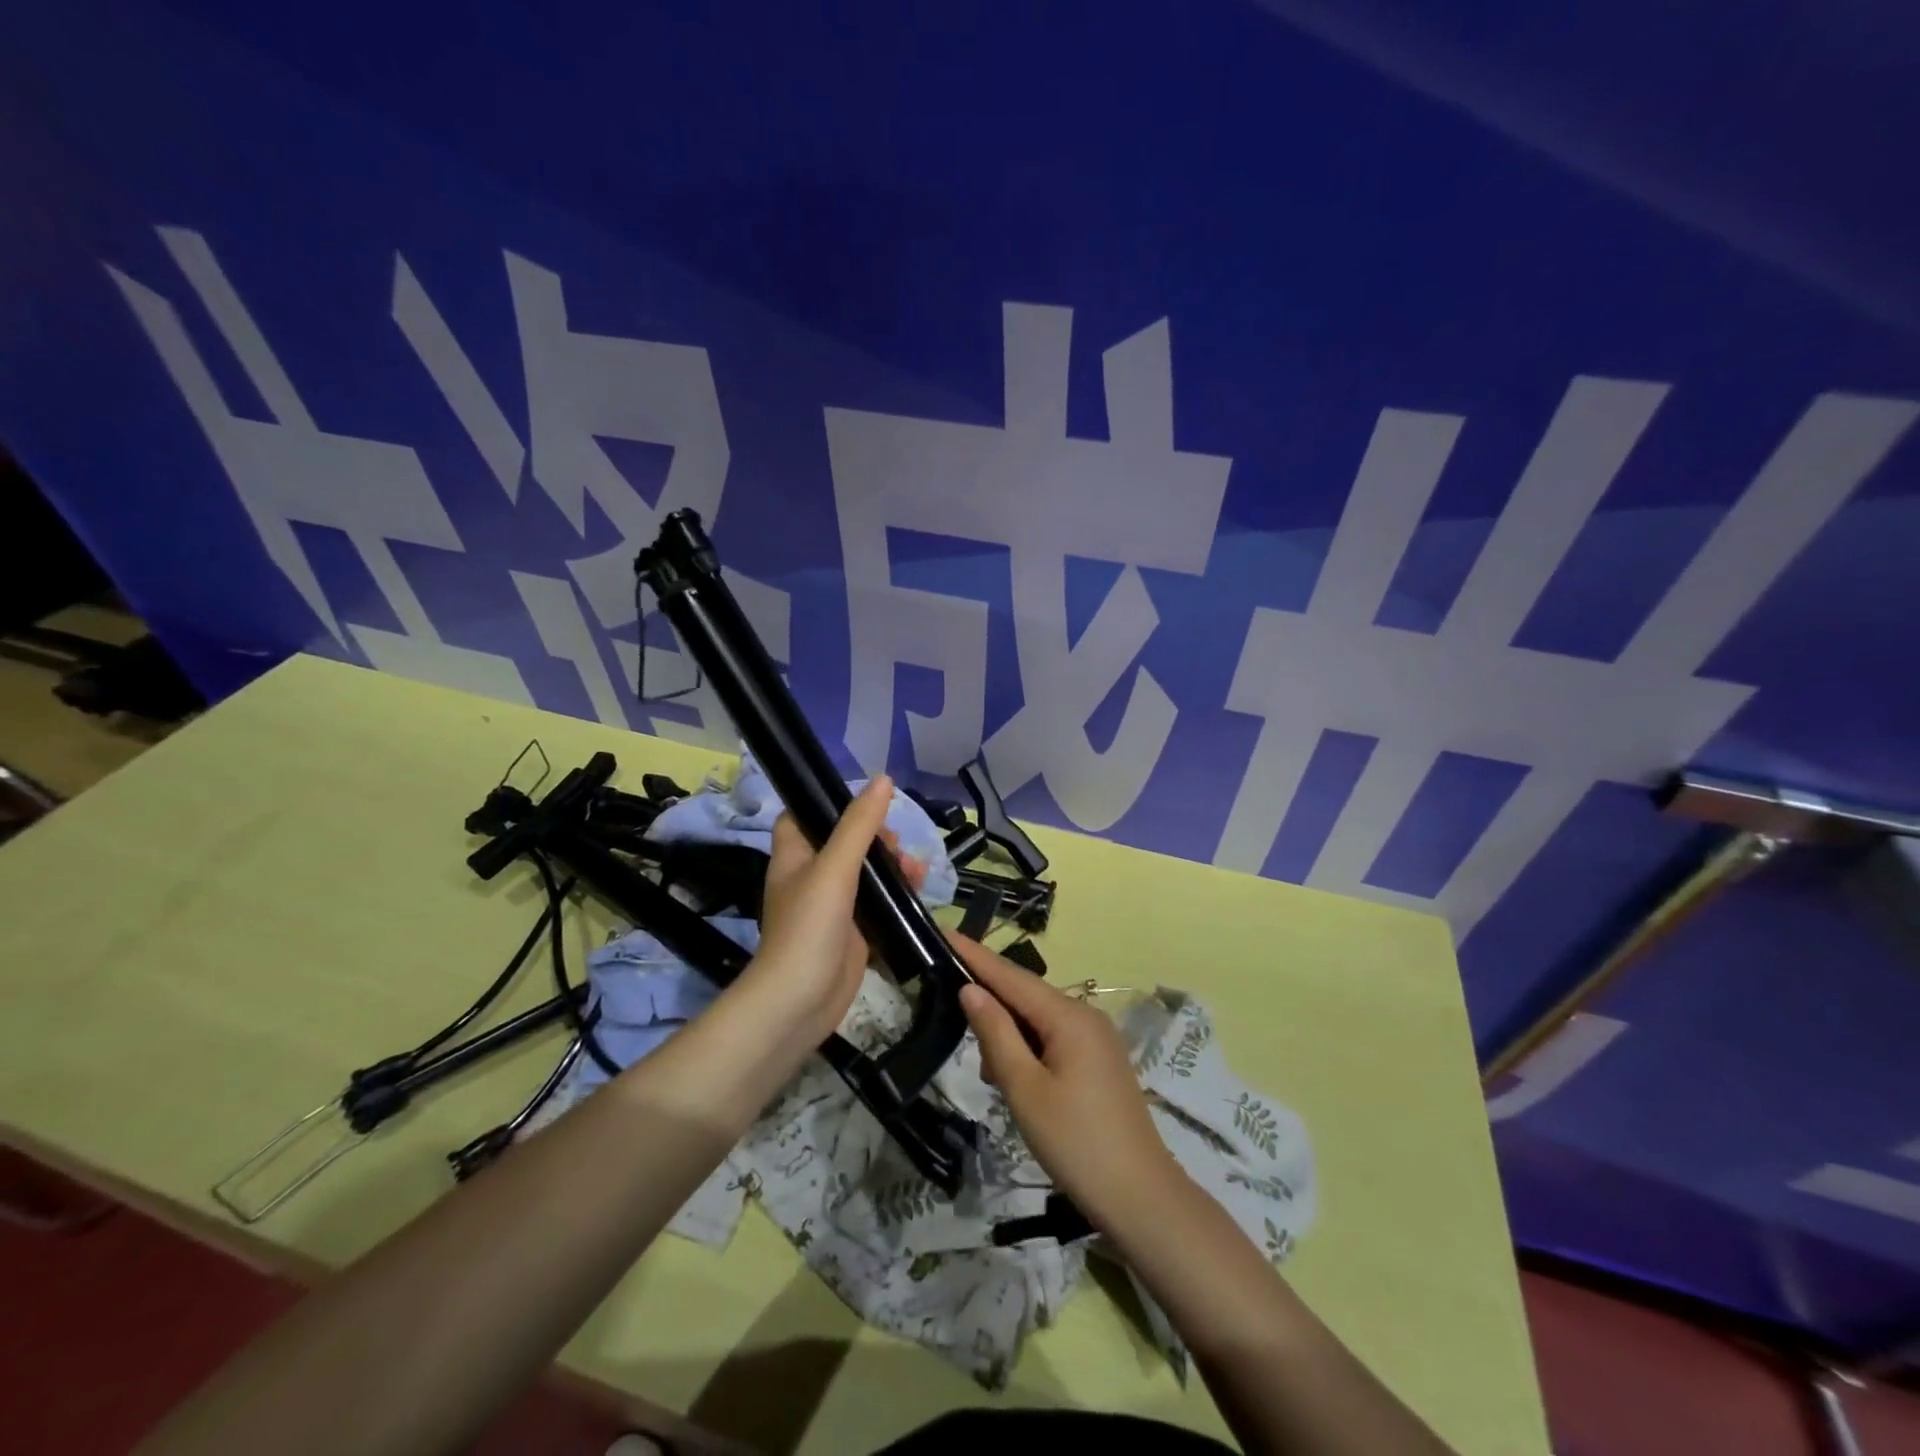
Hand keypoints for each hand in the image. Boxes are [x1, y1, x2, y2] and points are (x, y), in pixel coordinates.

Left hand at [743, 775, 926, 1043]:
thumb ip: (860, 825)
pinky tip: (920, 889)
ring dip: (893, 865)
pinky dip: (899, 894)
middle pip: (845, 842)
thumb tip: (884, 779)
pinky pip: (880, 903)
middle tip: (896, 844)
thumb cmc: (809, 927)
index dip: (829, 804)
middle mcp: (811, 877)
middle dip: (877, 837)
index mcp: (795, 856)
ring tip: (915, 868)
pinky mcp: (854, 932)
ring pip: (867, 873)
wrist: (801, 1002)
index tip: (864, 804)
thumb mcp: (835, 868)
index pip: (804, 816)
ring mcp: (833, 907)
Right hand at [952, 935, 1181, 1232]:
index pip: (1011, 976)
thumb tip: (970, 990)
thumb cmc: (1076, 1142)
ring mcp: (1097, 1039)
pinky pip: (1054, 1038)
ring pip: (1039, 1020)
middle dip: (989, 1000)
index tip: (943, 932)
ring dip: (1008, 1033)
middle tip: (946, 1002)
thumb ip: (996, 1034)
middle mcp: (1085, 1016)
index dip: (975, 956)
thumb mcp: (1025, 1089)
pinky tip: (1013, 1076)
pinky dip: (1028, 1049)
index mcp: (1068, 1016)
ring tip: (986, 1068)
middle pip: (1026, 995)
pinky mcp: (1099, 1062)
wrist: (1141, 1198)